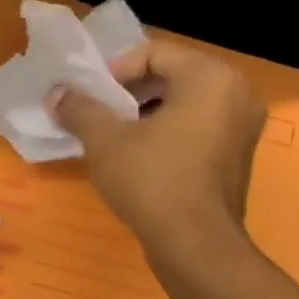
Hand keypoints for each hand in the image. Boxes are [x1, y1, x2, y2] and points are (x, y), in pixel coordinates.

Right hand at [49, 36, 266, 277]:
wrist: (195, 245)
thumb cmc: (152, 181)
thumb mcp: (105, 141)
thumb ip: (80, 109)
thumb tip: (57, 94)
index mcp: (210, 77)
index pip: (153, 54)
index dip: (113, 72)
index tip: (88, 97)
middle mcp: (236, 93)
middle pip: (170, 76)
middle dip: (128, 93)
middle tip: (96, 113)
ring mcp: (242, 127)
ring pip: (183, 104)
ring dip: (144, 114)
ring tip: (111, 136)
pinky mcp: (236, 157)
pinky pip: (196, 128)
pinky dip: (166, 133)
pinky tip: (136, 157)